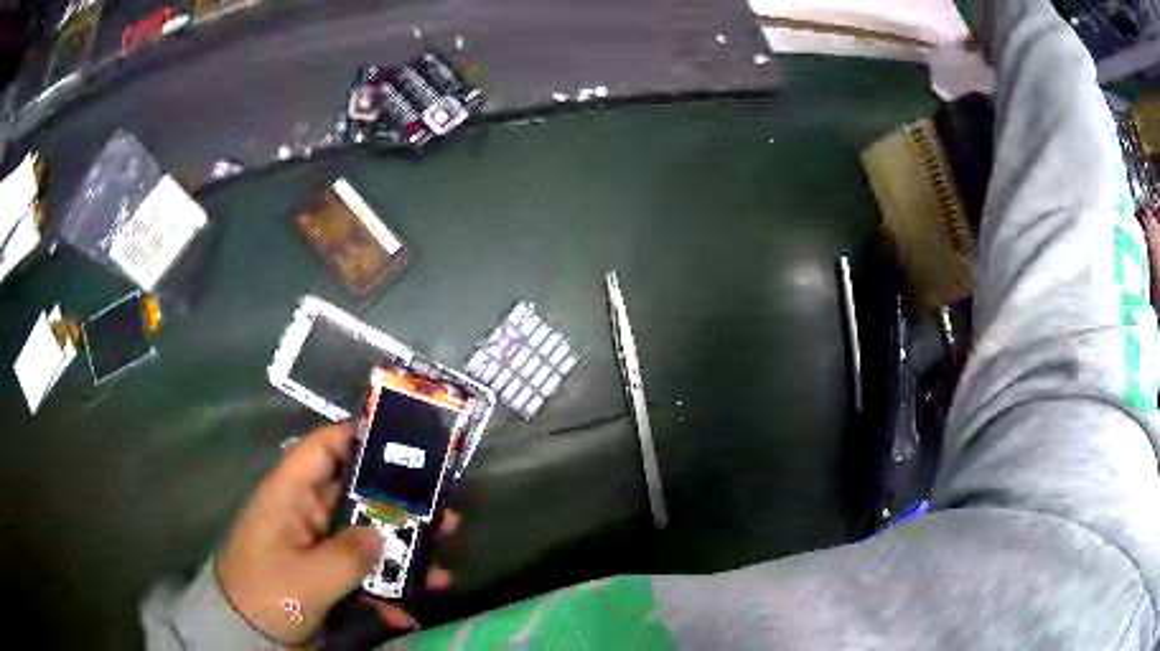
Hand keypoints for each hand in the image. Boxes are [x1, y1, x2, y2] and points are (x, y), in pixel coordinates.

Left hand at [216, 423, 454, 644]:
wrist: (246, 632)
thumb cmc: (268, 592)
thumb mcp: (309, 577)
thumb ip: (350, 554)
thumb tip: (384, 536)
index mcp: (290, 496)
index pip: (322, 448)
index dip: (357, 435)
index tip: (403, 439)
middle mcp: (305, 512)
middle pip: (355, 493)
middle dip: (398, 503)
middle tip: (442, 509)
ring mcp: (316, 545)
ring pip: (363, 535)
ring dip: (400, 551)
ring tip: (441, 564)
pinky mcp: (324, 572)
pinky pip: (359, 571)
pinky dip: (383, 588)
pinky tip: (407, 610)